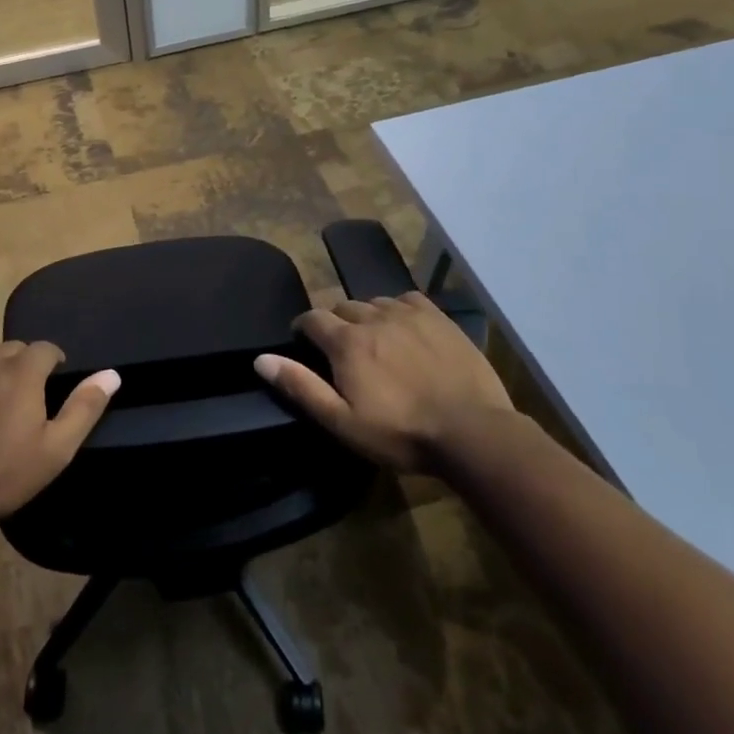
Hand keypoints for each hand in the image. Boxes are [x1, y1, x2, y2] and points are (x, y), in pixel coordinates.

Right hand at [255, 292, 514, 472]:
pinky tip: (404, 327)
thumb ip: (301, 387)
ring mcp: (409, 314)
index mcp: (346, 342)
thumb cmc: (401, 433)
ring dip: (366, 316)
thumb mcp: (342, 422)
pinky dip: (398, 309)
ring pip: (374, 302)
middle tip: (341, 351)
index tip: (303, 343)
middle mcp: (373, 317)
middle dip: (335, 323)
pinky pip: (407, 300)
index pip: (312, 318)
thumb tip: (261, 359)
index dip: (303, 328)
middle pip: (343, 307)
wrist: (472, 432)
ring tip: (373, 340)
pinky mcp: (439, 318)